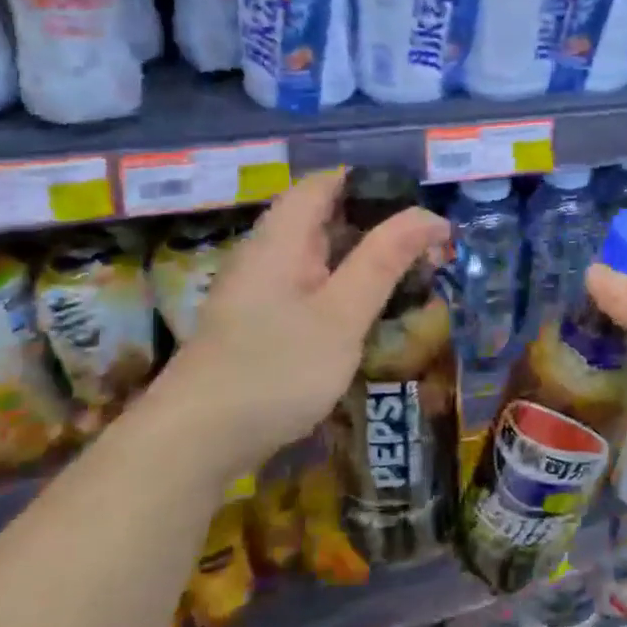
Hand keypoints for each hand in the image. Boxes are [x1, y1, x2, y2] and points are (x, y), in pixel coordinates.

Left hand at [142, 169, 448, 480]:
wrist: (195, 444)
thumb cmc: (275, 370)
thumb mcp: (342, 313)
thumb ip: (385, 260)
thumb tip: (430, 215)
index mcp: (282, 238)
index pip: (328, 182)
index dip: (376, 184)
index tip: (422, 207)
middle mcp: (267, 253)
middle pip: (327, 216)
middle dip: (380, 224)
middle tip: (431, 250)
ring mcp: (261, 288)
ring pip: (322, 254)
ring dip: (367, 258)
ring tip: (414, 277)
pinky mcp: (261, 321)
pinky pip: (311, 285)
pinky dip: (346, 287)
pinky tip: (370, 312)